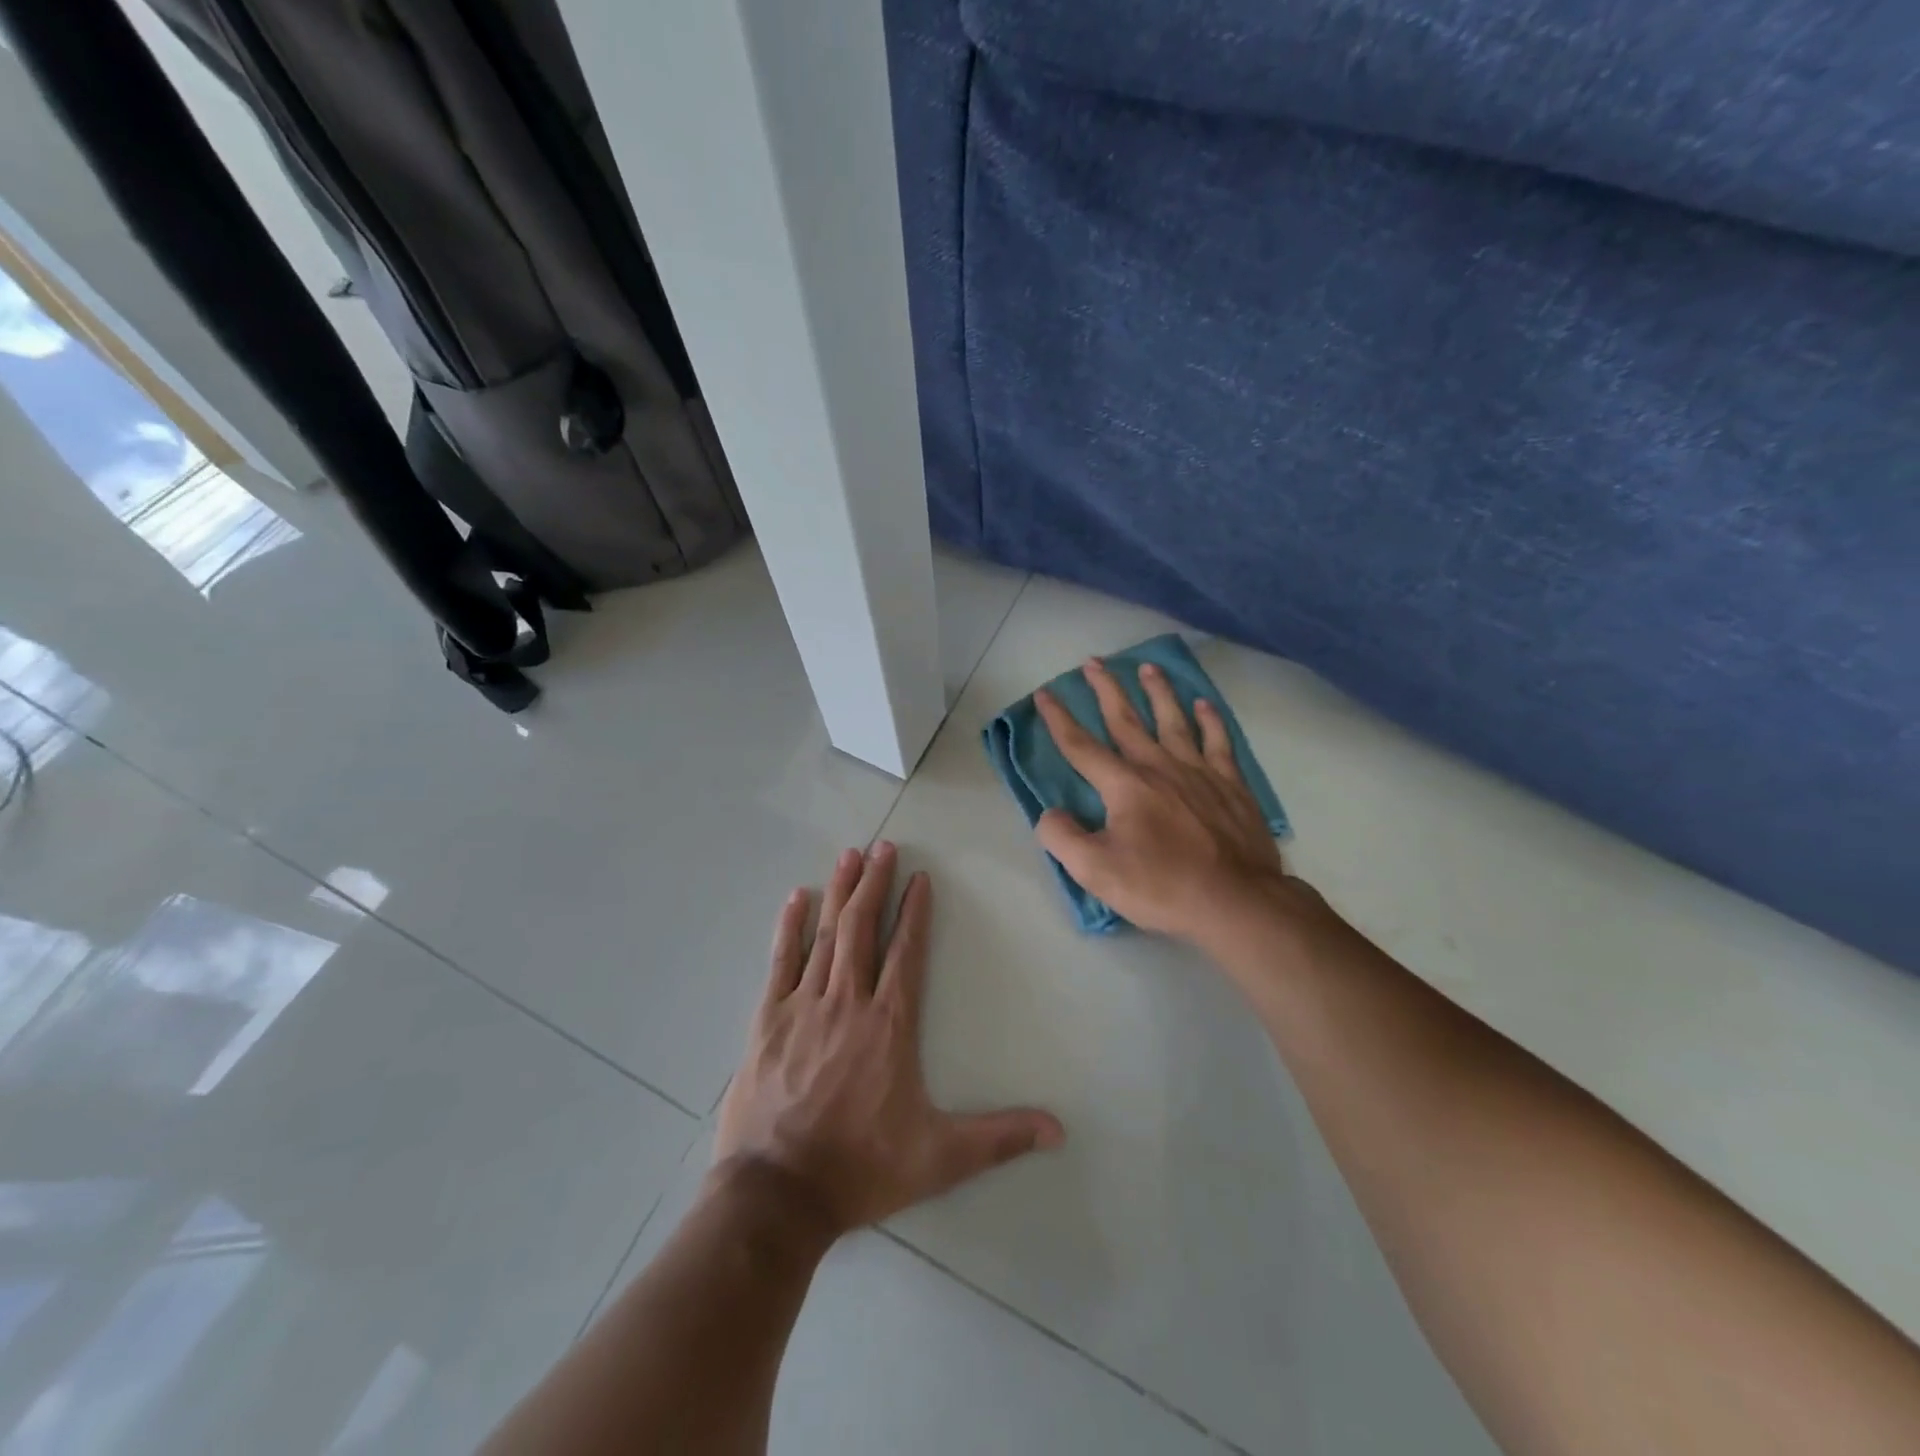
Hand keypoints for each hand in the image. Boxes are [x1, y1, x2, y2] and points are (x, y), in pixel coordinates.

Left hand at [713, 842, 1063, 1239]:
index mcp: (889, 1025)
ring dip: (839, 893)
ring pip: (826, 936)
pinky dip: (788, 928)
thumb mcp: (940, 1158)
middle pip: (863, 929)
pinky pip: (780, 962)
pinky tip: (795, 898)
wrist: (777, 1196)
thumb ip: (999, 1138)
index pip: (907, 952)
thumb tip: (1058, 1130)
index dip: (915, 912)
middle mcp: (848, 1002)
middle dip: (875, 884)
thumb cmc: (861, 1170)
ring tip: (848, 855)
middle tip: (883, 846)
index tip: (920, 877)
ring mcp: (803, 1006)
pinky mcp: (767, 1021)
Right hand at [1034, 657, 1315, 943]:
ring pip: (1173, 720)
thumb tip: (1050, 814)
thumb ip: (1062, 838)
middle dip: (1106, 690)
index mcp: (1124, 785)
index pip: (1081, 746)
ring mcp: (1199, 772)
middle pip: (1127, 720)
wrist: (1236, 901)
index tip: (1045, 693)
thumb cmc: (1162, 886)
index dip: (1059, 719)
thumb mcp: (1096, 871)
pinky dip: (1210, 720)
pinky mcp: (1231, 785)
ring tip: (1147, 667)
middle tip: (1093, 662)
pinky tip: (1204, 704)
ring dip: (1158, 692)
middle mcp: (1159, 767)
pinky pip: (1218, 741)